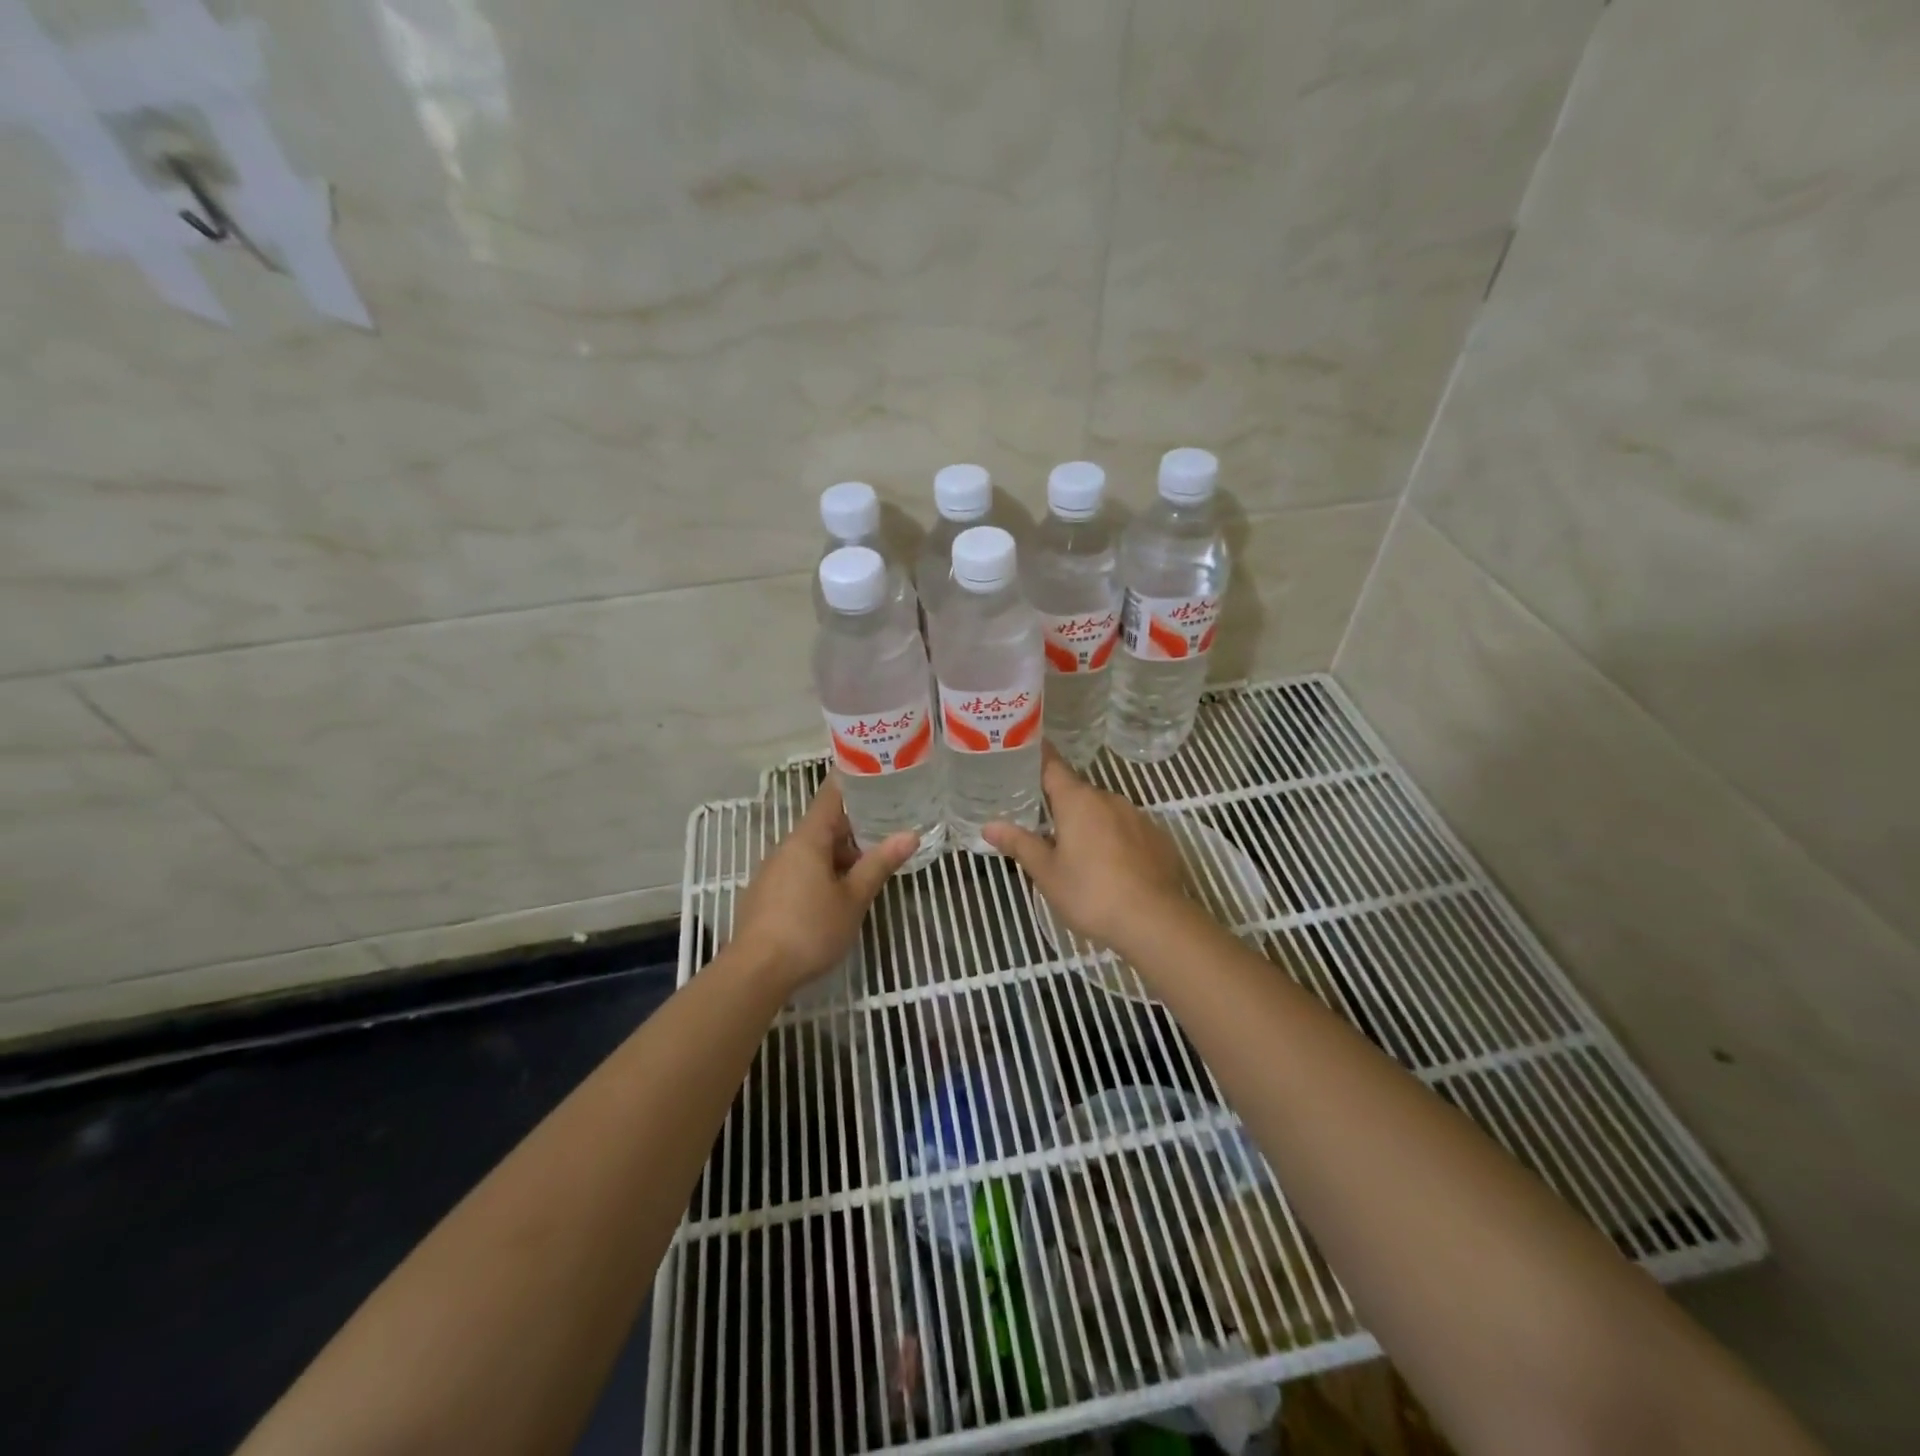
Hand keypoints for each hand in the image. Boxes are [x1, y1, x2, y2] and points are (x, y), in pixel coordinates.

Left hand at [734, 776, 918, 993]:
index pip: (830, 796)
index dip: (852, 783)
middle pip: (823, 825)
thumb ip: (879, 864)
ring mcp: (772, 871)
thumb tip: (910, 834)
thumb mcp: (853, 899)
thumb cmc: (810, 929)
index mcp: (807, 839)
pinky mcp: (765, 894)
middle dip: (854, 828)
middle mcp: (786, 847)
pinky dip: (821, 872)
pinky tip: (837, 895)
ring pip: (811, 851)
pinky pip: (799, 870)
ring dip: (838, 855)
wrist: (755, 972)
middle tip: (888, 830)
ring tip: (868, 868)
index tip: (876, 775)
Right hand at [983, 747, 1187, 951]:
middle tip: (1042, 825)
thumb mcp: (1046, 873)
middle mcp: (1109, 799)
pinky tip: (1112, 867)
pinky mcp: (1158, 838)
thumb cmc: (1090, 893)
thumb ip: (1019, 844)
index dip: (1038, 756)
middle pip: (1078, 793)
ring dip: (1090, 824)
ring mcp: (1138, 817)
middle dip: (1061, 805)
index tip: (1024, 751)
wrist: (1154, 921)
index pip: (1052, 765)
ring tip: (1077, 852)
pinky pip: (1128, 831)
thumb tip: (988, 826)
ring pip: (1104, 812)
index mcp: (1077, 800)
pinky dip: (1116, 841)